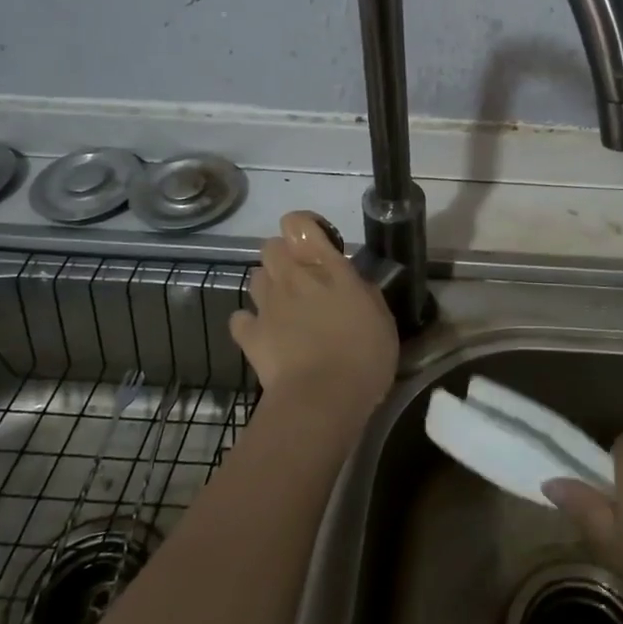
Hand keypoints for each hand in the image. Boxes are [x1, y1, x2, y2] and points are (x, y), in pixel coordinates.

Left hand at [228, 211, 398, 435]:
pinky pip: (241, 318)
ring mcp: (267, 305)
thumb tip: (352, 282)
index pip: (298, 224)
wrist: (323, 399)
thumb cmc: (363, 355)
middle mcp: (292, 277)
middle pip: (271, 246)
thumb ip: (363, 291)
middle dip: (283, 256)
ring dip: (268, 286)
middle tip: (304, 279)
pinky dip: (249, 322)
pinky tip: (264, 334)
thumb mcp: (381, 317)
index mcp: (326, 267)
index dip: (304, 228)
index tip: (319, 244)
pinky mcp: (249, 336)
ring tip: (286, 307)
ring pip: (255, 277)